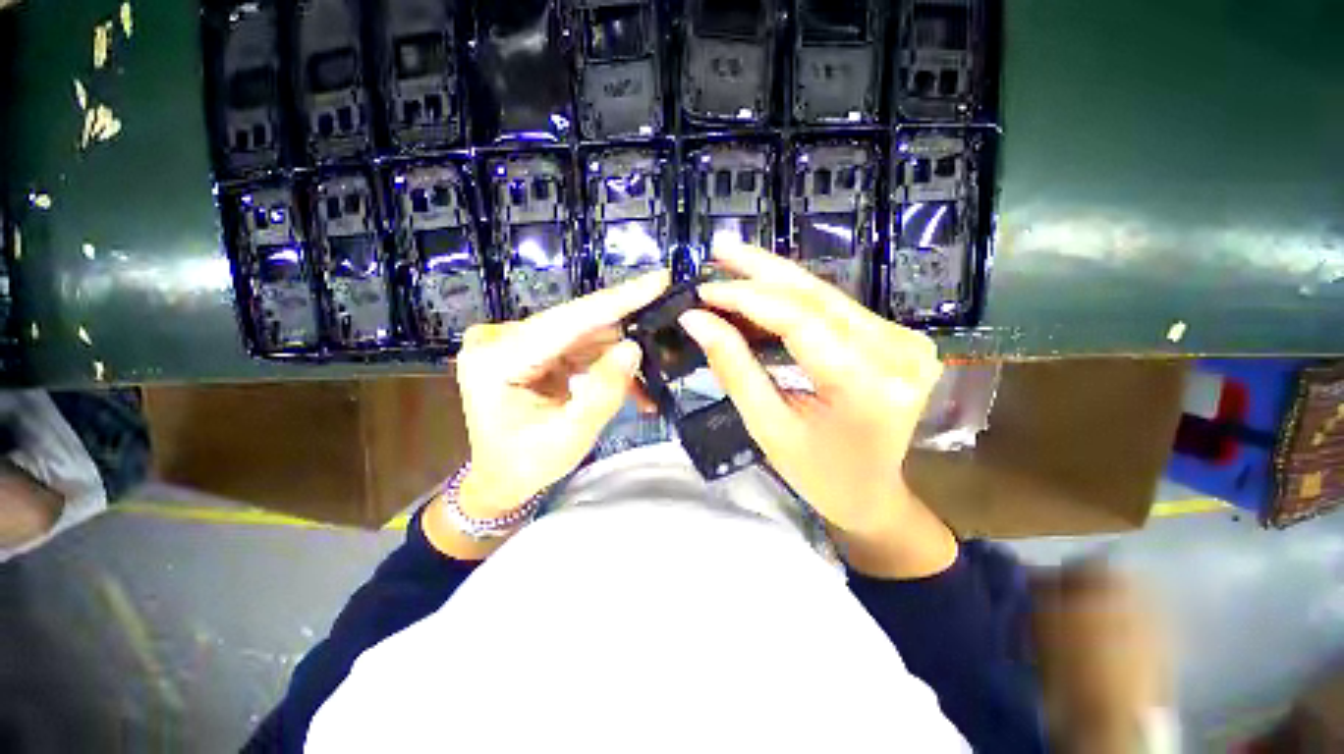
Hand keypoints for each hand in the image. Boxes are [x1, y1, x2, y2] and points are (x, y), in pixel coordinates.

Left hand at [454, 271, 668, 517]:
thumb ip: (604, 392)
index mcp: (497, 359)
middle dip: (626, 329)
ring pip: (584, 334)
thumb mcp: (571, 436)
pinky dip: (606, 361)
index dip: (617, 300)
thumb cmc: (527, 464)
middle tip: (669, 322)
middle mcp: (500, 339)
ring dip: (620, 352)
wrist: (500, 478)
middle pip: (578, 325)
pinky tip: (632, 380)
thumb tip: (633, 349)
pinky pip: (579, 346)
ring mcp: (514, 341)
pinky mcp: (530, 348)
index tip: (658, 280)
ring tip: (653, 369)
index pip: (568, 321)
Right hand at [677, 245, 955, 577]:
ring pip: (826, 295)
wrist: (872, 491)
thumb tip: (696, 320)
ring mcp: (904, 341)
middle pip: (816, 297)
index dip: (747, 298)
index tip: (705, 289)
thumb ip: (734, 367)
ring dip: (775, 278)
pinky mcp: (897, 337)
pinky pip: (835, 308)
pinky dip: (794, 297)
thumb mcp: (767, 425)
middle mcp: (897, 353)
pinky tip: (763, 286)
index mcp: (866, 385)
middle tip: (720, 248)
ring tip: (733, 260)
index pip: (799, 321)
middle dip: (761, 270)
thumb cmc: (817, 472)